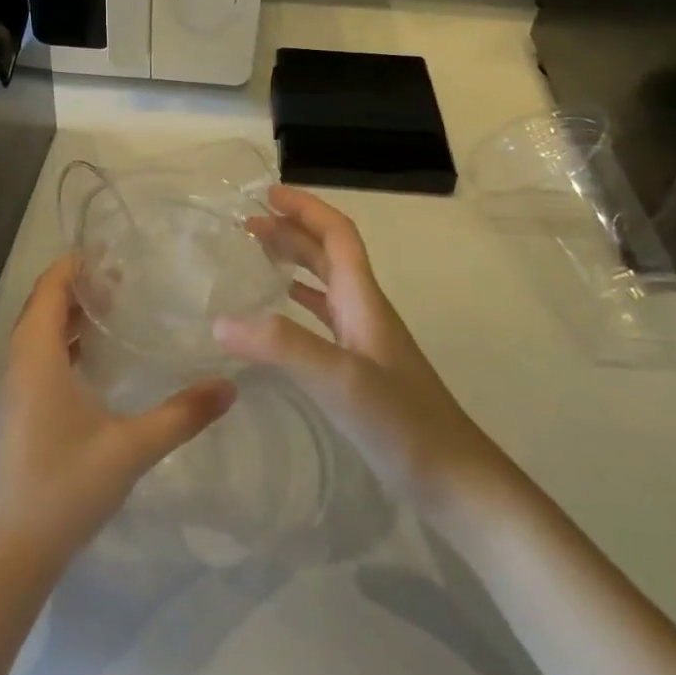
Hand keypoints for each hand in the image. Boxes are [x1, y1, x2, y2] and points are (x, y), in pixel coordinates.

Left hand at [0, 255, 236, 575]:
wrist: (11, 557)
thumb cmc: (66, 490)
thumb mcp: (132, 449)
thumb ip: (183, 414)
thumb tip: (231, 385)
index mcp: (37, 358)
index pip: (50, 289)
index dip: (76, 265)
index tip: (113, 252)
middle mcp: (18, 365)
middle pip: (43, 306)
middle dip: (79, 287)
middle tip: (125, 281)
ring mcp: (12, 391)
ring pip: (38, 334)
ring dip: (70, 316)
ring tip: (115, 311)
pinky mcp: (14, 413)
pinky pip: (36, 358)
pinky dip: (62, 344)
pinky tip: (94, 363)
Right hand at [216, 186, 499, 513]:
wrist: (454, 480)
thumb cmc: (402, 423)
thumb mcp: (340, 380)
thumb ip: (282, 346)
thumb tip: (221, 320)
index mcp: (363, 298)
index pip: (337, 233)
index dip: (305, 208)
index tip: (268, 194)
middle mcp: (364, 309)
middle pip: (328, 253)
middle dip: (291, 230)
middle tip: (247, 225)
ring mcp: (365, 340)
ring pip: (325, 283)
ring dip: (293, 261)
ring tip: (255, 256)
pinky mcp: (361, 368)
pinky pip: (324, 318)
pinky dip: (298, 302)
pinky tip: (279, 315)